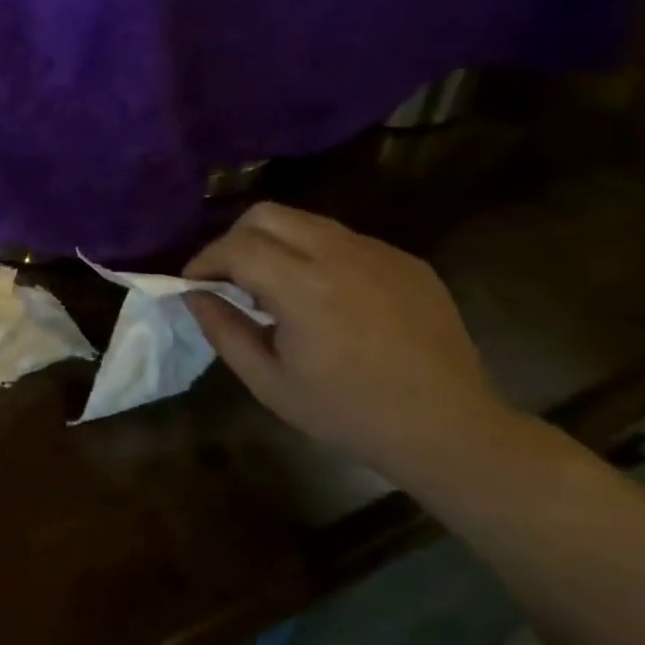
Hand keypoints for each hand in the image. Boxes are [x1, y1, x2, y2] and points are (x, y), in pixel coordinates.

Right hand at [184, 203, 514, 476]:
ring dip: (275, 243)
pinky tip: (324, 297)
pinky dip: (316, 255)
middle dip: (235, 239)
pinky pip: (344, 239)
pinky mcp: (406, 260)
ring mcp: (379, 252)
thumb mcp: (270, 383)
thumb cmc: (350, 414)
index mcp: (305, 288)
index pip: (236, 246)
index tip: (193, 284)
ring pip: (306, 221)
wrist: (450, 430)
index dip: (205, 260)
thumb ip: (224, 331)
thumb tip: (194, 295)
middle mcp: (341, 255)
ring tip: (274, 287)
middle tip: (229, 278)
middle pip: (267, 214)